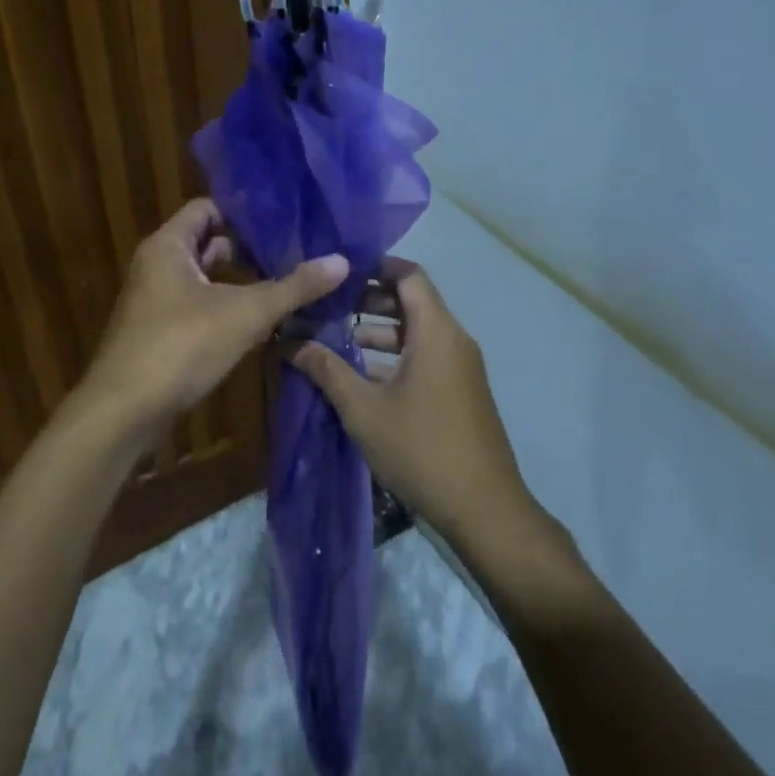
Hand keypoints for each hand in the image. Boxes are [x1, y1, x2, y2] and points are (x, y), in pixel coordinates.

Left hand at [82, 199, 346, 428]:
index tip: (283, 219)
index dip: (243, 211)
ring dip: (238, 281)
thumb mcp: (246, 313)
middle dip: (246, 248)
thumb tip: (342, 261)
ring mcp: (154, 301)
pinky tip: (257, 322)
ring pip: (203, 279)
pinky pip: (197, 307)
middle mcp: (156, 266)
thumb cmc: (181, 345)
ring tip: (283, 283)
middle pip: (206, 243)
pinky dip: (225, 307)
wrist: (125, 410)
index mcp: (168, 246)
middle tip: (292, 251)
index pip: (206, 208)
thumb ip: (293, 287)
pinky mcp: (158, 333)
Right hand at [288, 257, 535, 545]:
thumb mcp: (363, 409)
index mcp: (436, 331)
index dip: (375, 266)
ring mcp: (460, 368)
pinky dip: (394, 357)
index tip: (339, 270)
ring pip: (417, 333)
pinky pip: (425, 358)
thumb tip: (290, 342)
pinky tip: (360, 377)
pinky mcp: (460, 392)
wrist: (484, 509)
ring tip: (335, 339)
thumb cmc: (421, 448)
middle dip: (369, 300)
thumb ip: (326, 370)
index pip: (409, 275)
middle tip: (328, 305)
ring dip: (379, 332)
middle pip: (412, 302)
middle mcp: (453, 340)